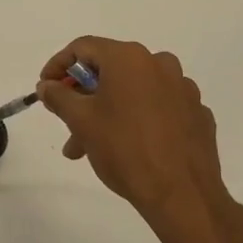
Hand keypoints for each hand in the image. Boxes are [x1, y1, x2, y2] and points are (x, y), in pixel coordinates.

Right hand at [38, 37, 242, 242]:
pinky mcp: (196, 114)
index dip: (58, 65)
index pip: (83, 47)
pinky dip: (138, 118)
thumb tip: (47, 85)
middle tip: (66, 123)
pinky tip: (129, 147)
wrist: (182, 195)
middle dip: (82, 96)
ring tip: (90, 146)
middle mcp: (159, 64)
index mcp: (129, 58)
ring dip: (107, 111)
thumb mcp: (80, 121)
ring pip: (133, 91)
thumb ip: (58, 96)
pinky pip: (158, 107)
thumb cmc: (124, 149)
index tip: (45, 89)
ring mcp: (183, 89)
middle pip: (109, 69)